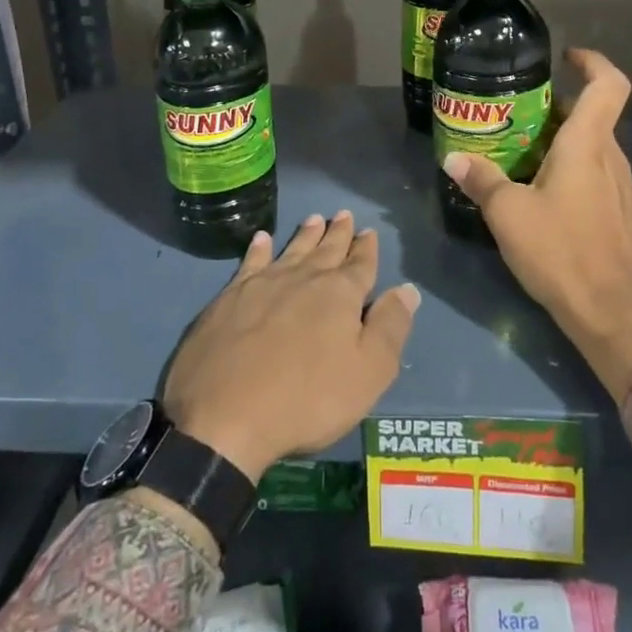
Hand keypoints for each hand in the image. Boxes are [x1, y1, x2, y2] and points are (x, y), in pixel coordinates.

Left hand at [163, 211, 419, 483]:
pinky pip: (250, 263)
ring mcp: (263, 285)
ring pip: (291, 250)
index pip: (360, 264)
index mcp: (339, 295)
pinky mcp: (229, 298)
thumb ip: (390, 327)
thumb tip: (407, 290)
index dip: (366, 249)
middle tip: (343, 214)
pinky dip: (259, 249)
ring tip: (313, 219)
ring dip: (305, 235)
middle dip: (338, 233)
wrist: (224, 417)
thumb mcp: (368, 372)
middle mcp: (303, 279)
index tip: (369, 231)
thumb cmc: (307, 399)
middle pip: (326, 250)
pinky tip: (261, 239)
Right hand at [442, 48, 631, 398]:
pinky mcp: (618, 213)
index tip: (564, 58)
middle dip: (556, 107)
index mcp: (588, 145)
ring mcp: (619, 187)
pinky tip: (538, 193)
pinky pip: (594, 174)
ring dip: (560, 140)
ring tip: (518, 152)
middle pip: (592, 115)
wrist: (612, 312)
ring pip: (592, 147)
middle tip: (515, 113)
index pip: (607, 84)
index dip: (591, 62)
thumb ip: (482, 181)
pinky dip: (568, 168)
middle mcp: (611, 157)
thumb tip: (454, 158)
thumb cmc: (562, 251)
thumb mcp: (509, 214)